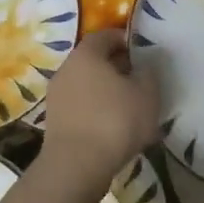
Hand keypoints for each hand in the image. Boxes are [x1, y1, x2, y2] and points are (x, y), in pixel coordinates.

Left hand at [36, 31, 161, 196]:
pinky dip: (95, 110)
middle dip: (115, 66)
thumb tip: (145, 65)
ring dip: (104, 90)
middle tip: (137, 79)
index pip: (104, 36)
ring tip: (128, 105)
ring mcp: (56, 96)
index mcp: (86, 54)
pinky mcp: (54, 121)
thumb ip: (149, 73)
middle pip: (93, 60)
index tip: (141, 52)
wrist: (76, 166)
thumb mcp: (146, 94)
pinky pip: (79, 106)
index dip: (124, 40)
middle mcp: (66, 69)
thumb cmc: (115, 121)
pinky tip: (112, 126)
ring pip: (85, 84)